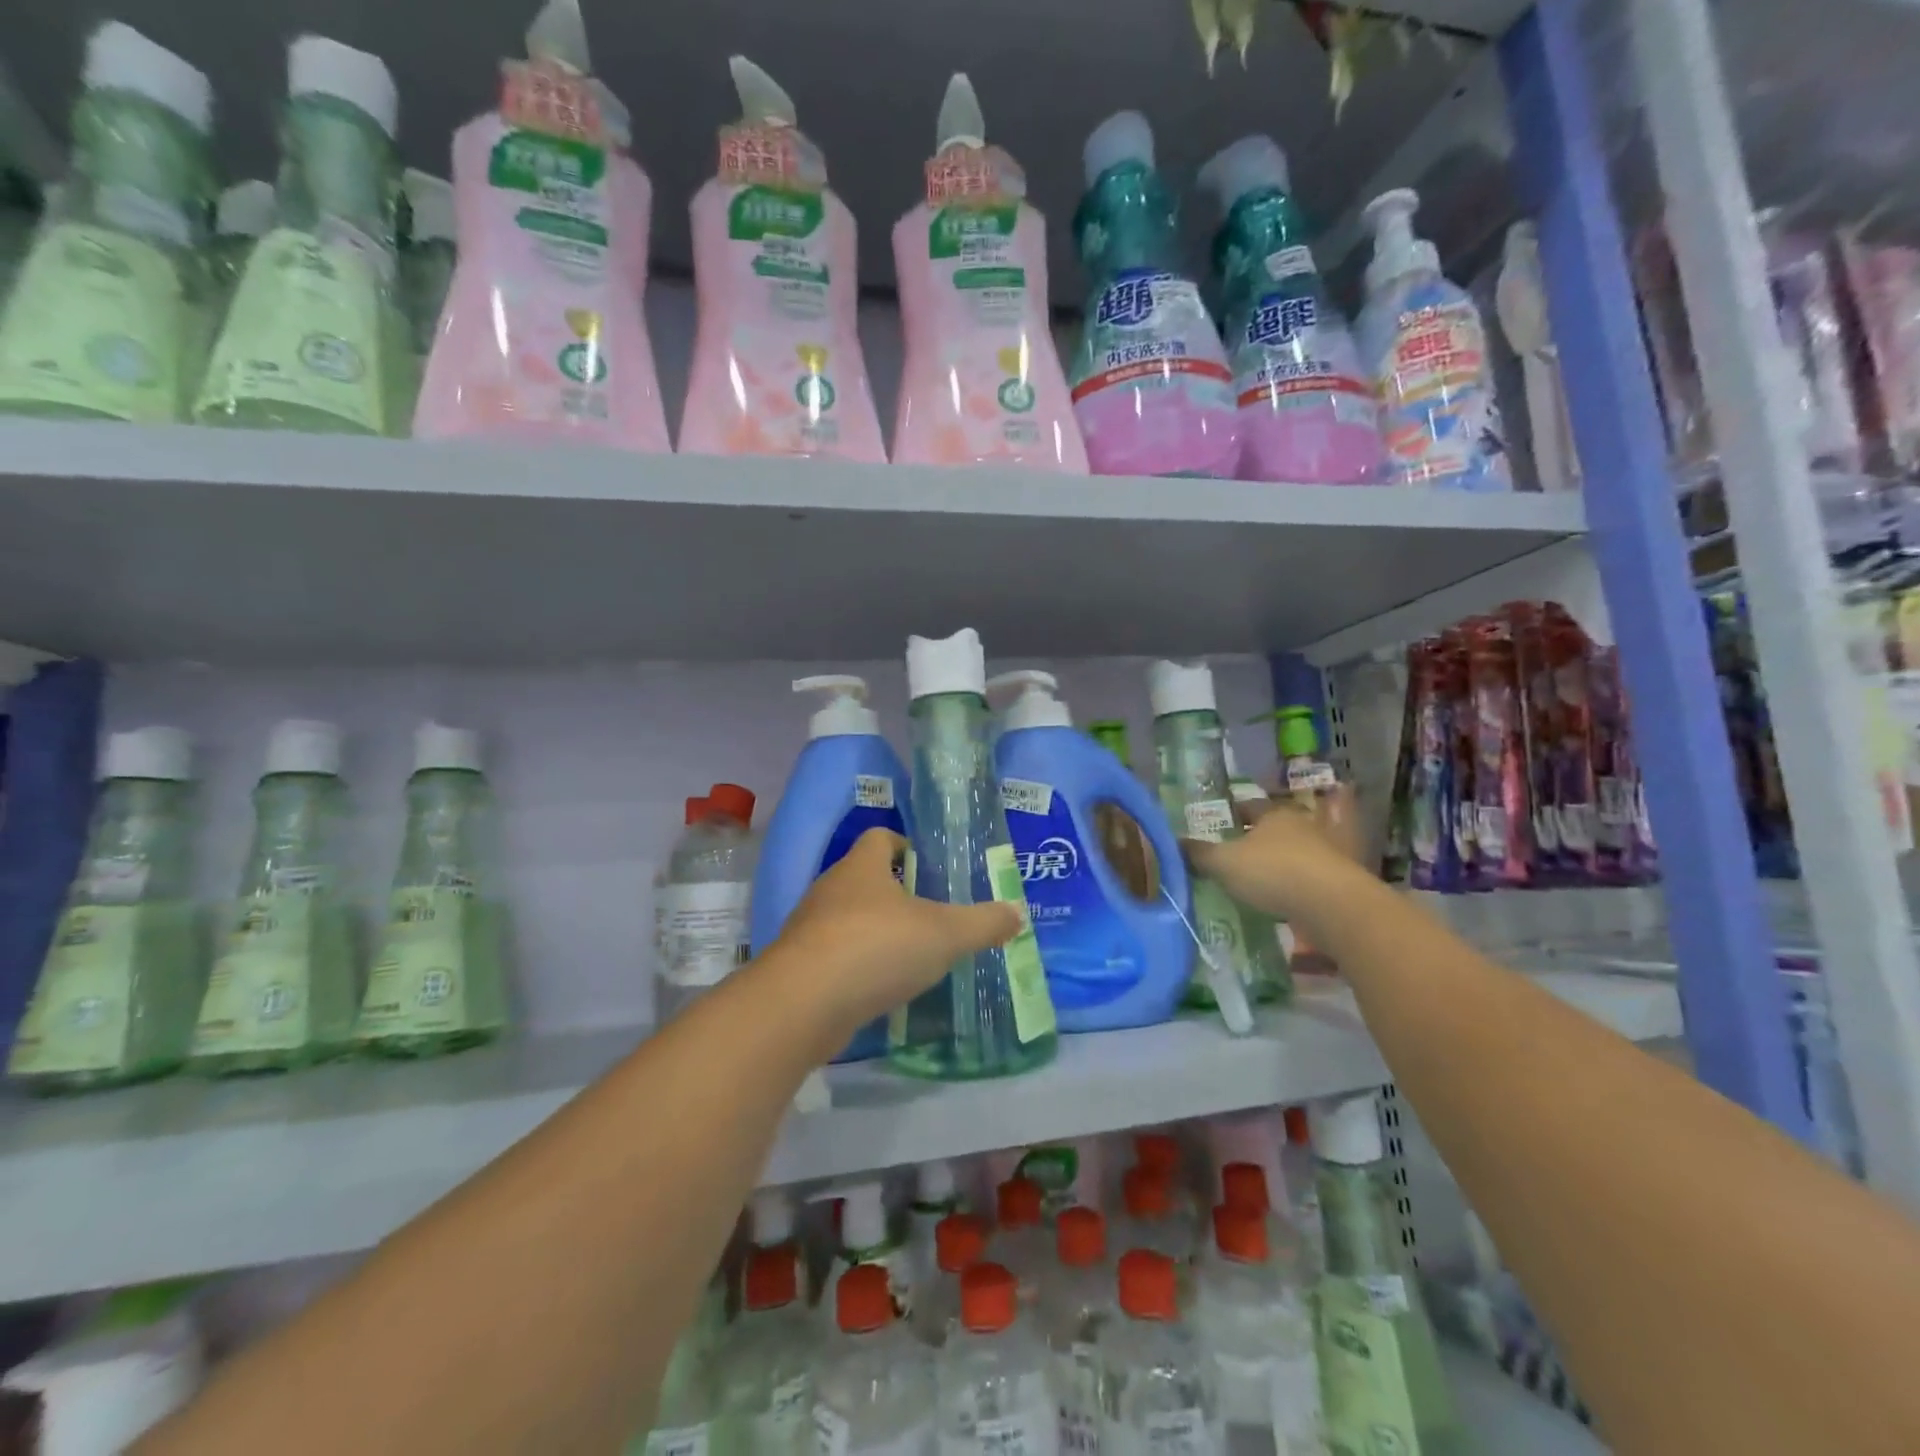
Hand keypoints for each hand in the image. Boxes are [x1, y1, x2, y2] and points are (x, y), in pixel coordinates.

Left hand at [766, 828, 1022, 1033]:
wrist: (802, 1005)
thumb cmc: (877, 948)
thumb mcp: (944, 935)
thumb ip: (983, 923)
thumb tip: (1016, 913)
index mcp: (861, 866)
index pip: (880, 838)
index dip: (905, 847)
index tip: (929, 869)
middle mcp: (830, 888)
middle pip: (864, 878)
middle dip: (895, 894)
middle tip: (931, 916)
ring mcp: (809, 928)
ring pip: (848, 919)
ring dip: (875, 932)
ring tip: (910, 955)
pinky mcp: (799, 966)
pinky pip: (834, 956)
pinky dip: (857, 966)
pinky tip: (880, 988)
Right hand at [1182, 797, 1369, 933]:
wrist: (1333, 905)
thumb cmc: (1273, 871)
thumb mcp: (1224, 863)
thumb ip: (1199, 854)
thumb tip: (1174, 842)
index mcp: (1274, 813)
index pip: (1249, 806)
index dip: (1232, 813)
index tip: (1219, 823)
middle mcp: (1303, 825)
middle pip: (1274, 828)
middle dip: (1256, 838)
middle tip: (1234, 852)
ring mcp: (1326, 852)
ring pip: (1294, 852)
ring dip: (1278, 862)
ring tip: (1256, 878)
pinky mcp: (1339, 880)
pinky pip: (1309, 877)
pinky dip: (1294, 883)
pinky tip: (1281, 898)